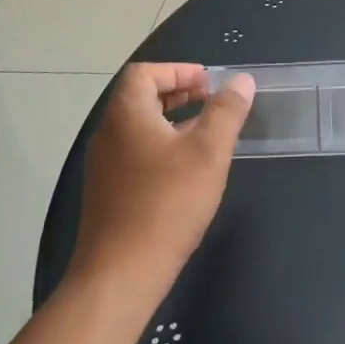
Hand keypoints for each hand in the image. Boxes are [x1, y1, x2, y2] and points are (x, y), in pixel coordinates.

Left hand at [71, 63, 255, 290]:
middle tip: (210, 100)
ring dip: (171, 120)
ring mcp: (104, 165)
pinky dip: (160, 145)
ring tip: (204, 132)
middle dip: (177, 92)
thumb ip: (226, 111)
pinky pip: (134, 152)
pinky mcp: (107, 193)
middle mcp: (108, 133)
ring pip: (138, 127)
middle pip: (139, 97)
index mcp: (126, 114)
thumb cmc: (167, 203)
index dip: (178, 70)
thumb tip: (240, 81)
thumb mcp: (208, 152)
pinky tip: (185, 170)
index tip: (209, 82)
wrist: (120, 273)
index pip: (144, 73)